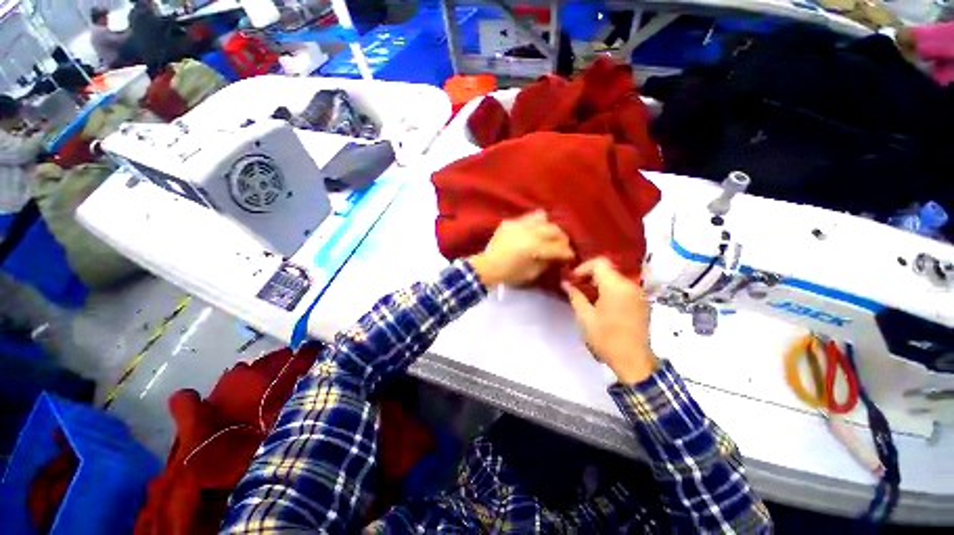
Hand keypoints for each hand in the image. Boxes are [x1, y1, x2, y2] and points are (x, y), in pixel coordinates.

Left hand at [469, 210, 574, 287]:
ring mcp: (518, 224)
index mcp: (534, 247)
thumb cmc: (510, 274)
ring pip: (543, 219)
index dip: (567, 253)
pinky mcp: (510, 222)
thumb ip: (547, 263)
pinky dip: (535, 224)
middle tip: (563, 246)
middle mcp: (528, 232)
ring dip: (550, 228)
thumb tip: (557, 256)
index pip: (557, 248)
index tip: (571, 256)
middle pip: (553, 230)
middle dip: (562, 239)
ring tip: (551, 236)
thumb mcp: (532, 273)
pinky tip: (536, 230)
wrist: (487, 266)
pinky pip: (528, 218)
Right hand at [562, 258, 657, 384]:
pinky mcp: (643, 303)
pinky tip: (603, 305)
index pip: (599, 263)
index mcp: (615, 287)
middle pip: (608, 270)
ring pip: (616, 279)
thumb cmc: (606, 338)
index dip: (583, 268)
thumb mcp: (585, 317)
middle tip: (578, 288)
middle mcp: (630, 286)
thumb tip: (565, 283)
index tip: (574, 280)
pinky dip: (611, 290)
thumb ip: (575, 296)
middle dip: (590, 276)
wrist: (634, 361)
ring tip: (588, 297)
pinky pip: (624, 289)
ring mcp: (639, 294)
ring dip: (601, 283)